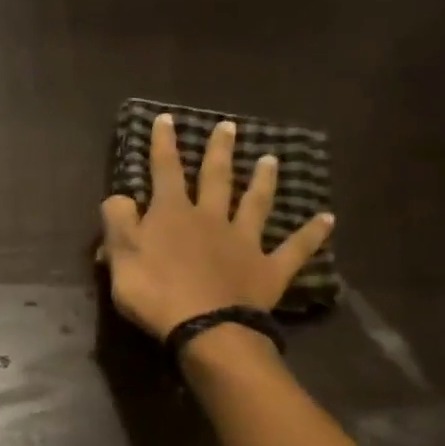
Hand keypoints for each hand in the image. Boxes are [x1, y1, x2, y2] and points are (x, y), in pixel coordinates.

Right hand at [100, 114, 334, 343]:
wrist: (205, 326)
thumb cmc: (154, 291)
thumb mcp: (121, 255)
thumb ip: (118, 222)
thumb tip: (120, 197)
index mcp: (172, 214)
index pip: (165, 171)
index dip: (164, 144)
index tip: (166, 118)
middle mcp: (211, 218)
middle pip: (216, 178)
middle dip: (218, 152)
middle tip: (228, 126)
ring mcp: (244, 242)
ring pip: (255, 204)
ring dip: (263, 181)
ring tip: (271, 159)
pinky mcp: (268, 269)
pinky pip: (294, 248)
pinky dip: (311, 233)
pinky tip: (326, 219)